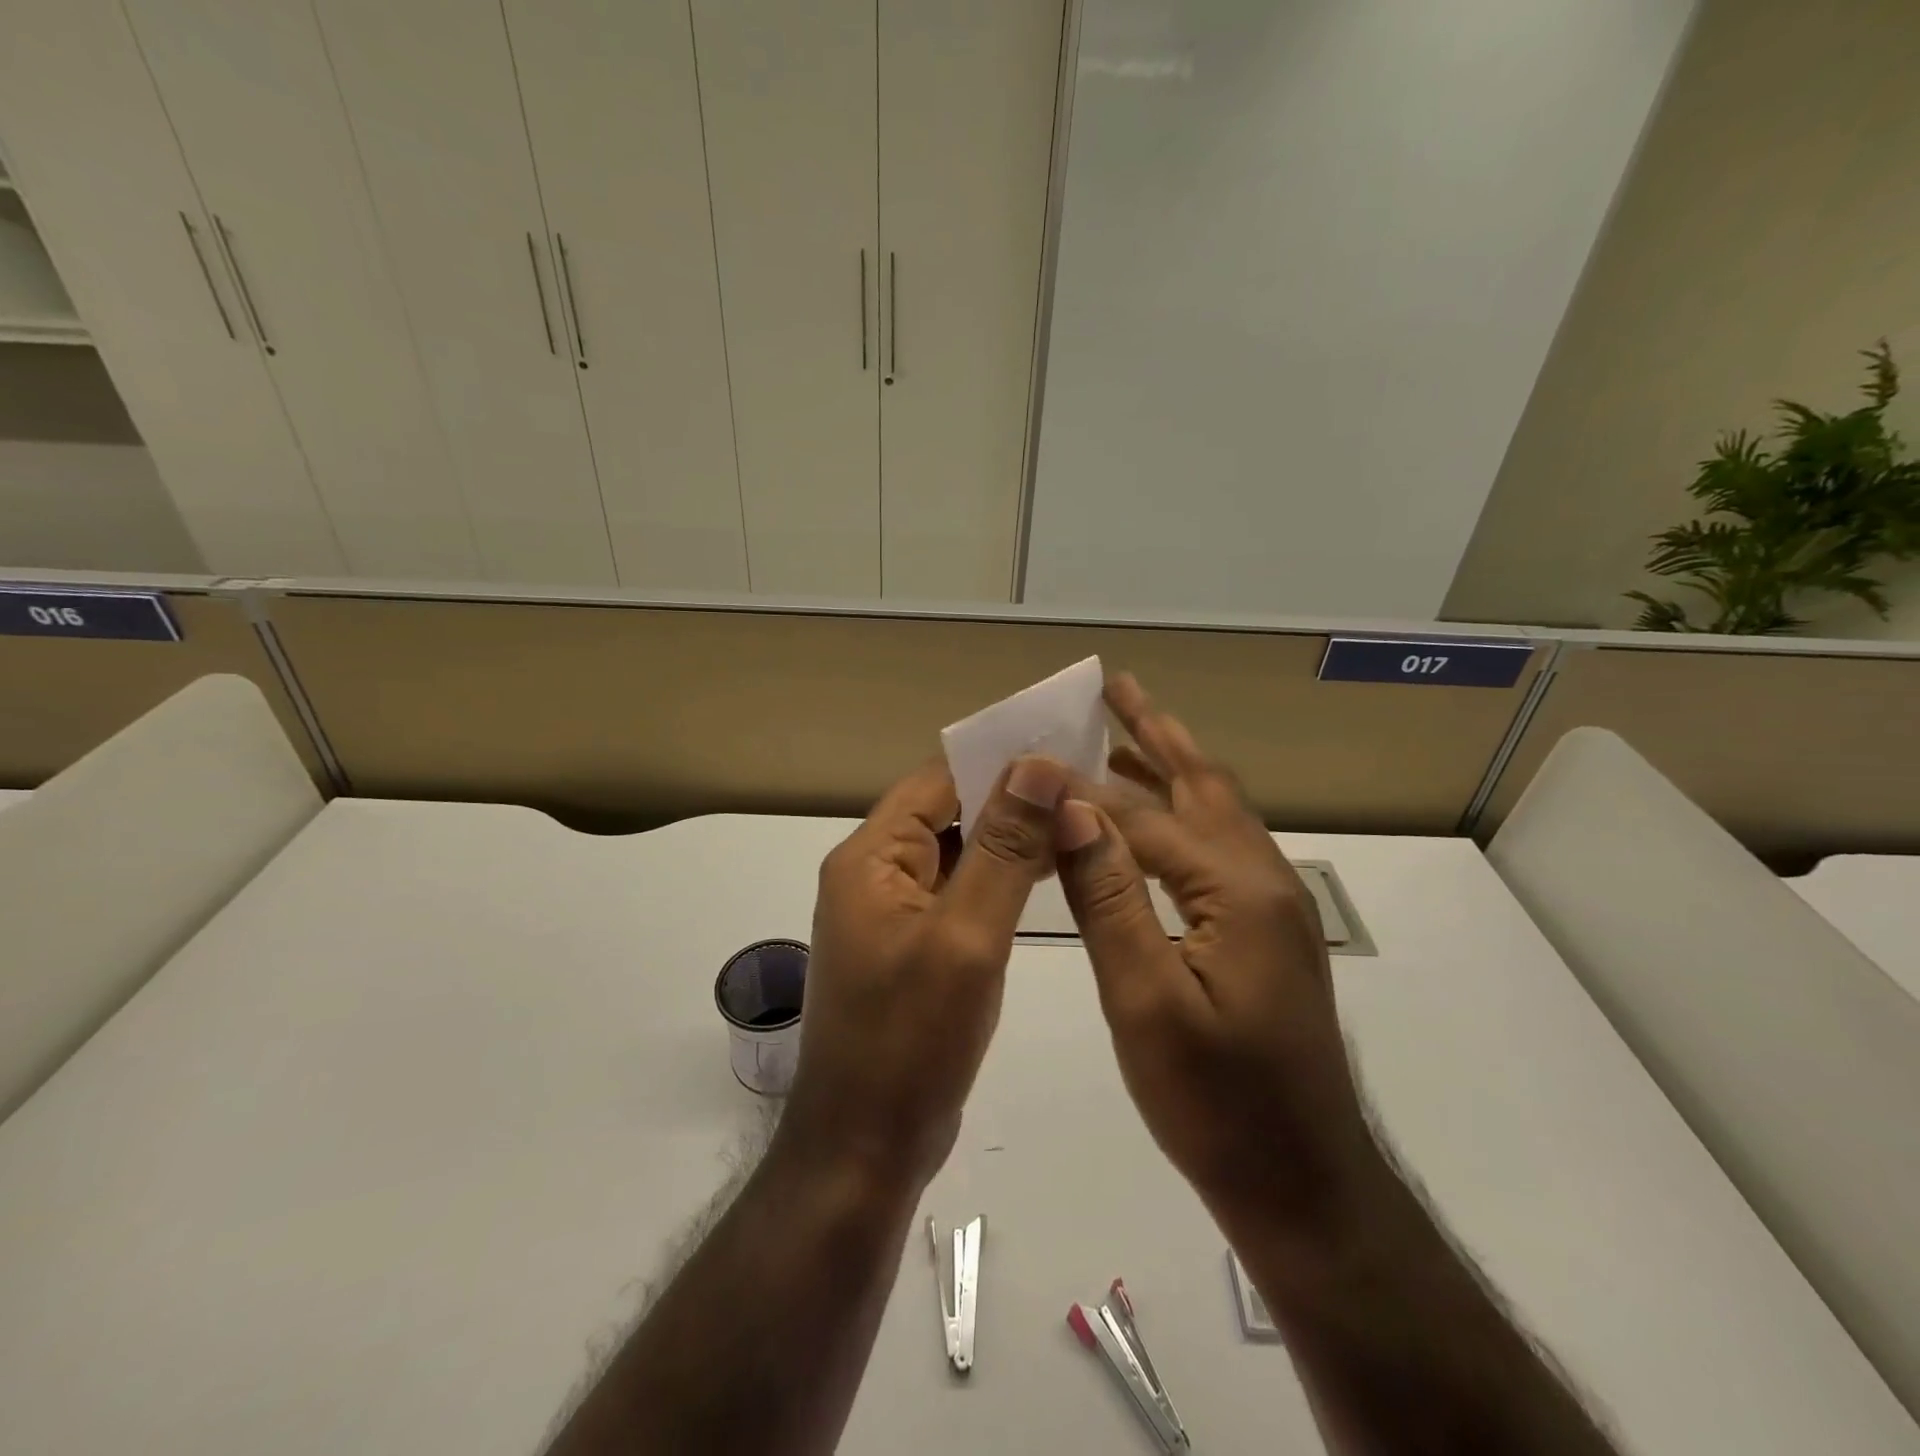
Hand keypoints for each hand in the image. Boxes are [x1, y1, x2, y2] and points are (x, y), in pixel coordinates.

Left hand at [785, 755, 1067, 1191]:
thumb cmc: (911, 1040)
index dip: (997, 762)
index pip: (937, 781)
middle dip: (1010, 800)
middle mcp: (874, 874)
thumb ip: (1002, 848)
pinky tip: (1045, 878)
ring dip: (1007, 840)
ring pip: (956, 854)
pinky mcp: (911, 948)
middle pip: (946, 813)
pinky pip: (957, 894)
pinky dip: (997, 881)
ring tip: (1077, 823)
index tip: (1063, 749)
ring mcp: (891, 913)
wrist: (866, 1148)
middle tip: (1085, 786)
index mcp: (871, 858)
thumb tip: (1035, 765)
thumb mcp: (966, 936)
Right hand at [1053, 674, 1380, 1232]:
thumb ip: (1109, 895)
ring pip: (1215, 812)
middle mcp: (1263, 879)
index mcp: (1237, 888)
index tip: (1033, 756)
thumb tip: (1072, 809)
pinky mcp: (1266, 930)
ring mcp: (1271, 904)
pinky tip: (1152, 821)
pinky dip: (1181, 813)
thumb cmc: (1216, 1101)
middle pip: (1201, 784)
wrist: (1302, 1182)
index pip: (1144, 816)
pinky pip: (1218, 847)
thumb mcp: (1146, 998)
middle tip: (1114, 686)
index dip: (1084, 788)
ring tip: (1126, 730)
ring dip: (1172, 765)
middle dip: (1155, 731)